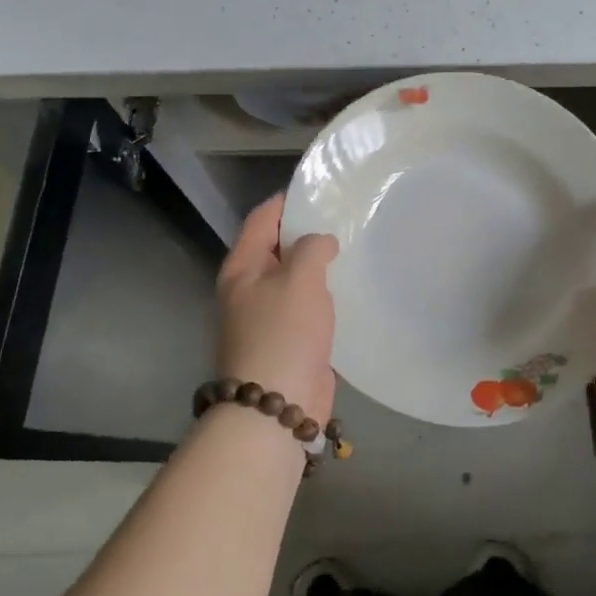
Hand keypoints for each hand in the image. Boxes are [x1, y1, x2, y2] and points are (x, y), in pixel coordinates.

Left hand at [216, 194, 338, 424]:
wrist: (278, 405)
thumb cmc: (284, 333)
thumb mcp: (299, 278)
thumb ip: (312, 248)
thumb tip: (321, 243)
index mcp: (242, 267)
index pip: (263, 218)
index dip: (288, 201)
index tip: (322, 191)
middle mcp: (250, 287)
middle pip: (278, 247)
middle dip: (308, 232)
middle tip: (345, 218)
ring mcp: (268, 315)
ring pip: (295, 278)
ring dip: (319, 265)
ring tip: (353, 247)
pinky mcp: (289, 340)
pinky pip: (307, 306)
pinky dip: (325, 294)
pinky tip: (350, 288)